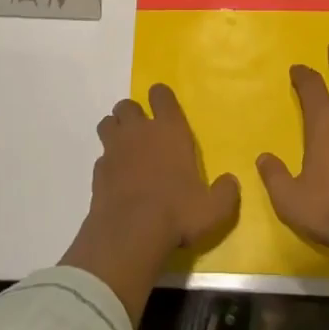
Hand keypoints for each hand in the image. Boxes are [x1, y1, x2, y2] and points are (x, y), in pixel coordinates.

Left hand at [61, 85, 239, 320]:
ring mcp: (114, 149)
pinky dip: (107, 162)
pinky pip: (101, 156)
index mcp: (170, 130)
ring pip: (108, 123)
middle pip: (127, 105)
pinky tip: (116, 178)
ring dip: (115, 130)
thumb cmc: (177, 213)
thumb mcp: (214, 209)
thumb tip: (230, 182)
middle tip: (143, 133)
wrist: (130, 234)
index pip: (161, 95)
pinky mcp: (97, 171)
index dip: (161, 97)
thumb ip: (225, 192)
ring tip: (126, 148)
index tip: (164, 108)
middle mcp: (139, 132)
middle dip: (133, 114)